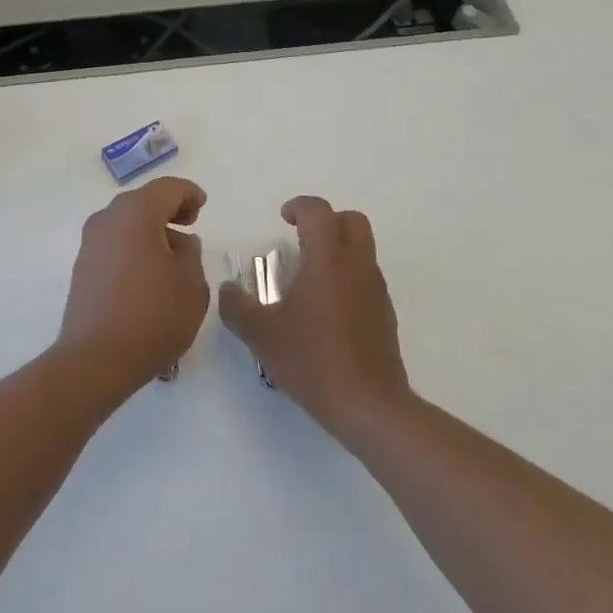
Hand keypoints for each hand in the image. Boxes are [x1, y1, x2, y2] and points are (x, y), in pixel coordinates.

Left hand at [53, 177, 209, 400]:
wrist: (95, 360)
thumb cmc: (152, 315)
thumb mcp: (191, 283)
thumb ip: (190, 254)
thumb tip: (177, 243)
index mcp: (136, 213)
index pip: (167, 189)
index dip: (188, 194)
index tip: (202, 206)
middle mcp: (107, 219)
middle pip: (143, 202)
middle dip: (168, 211)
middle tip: (190, 226)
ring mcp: (90, 244)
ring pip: (126, 223)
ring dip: (150, 231)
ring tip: (172, 257)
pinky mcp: (82, 268)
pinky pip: (114, 245)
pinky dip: (134, 248)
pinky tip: (148, 275)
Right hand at [219, 196, 410, 436]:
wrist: (369, 405)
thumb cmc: (312, 359)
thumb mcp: (261, 334)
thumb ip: (237, 307)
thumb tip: (227, 290)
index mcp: (327, 258)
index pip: (318, 211)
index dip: (299, 207)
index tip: (283, 218)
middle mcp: (356, 265)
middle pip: (352, 220)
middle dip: (327, 220)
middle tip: (302, 237)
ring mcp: (375, 289)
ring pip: (363, 249)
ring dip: (338, 249)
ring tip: (310, 277)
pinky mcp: (385, 314)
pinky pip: (367, 278)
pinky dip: (348, 277)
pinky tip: (327, 309)